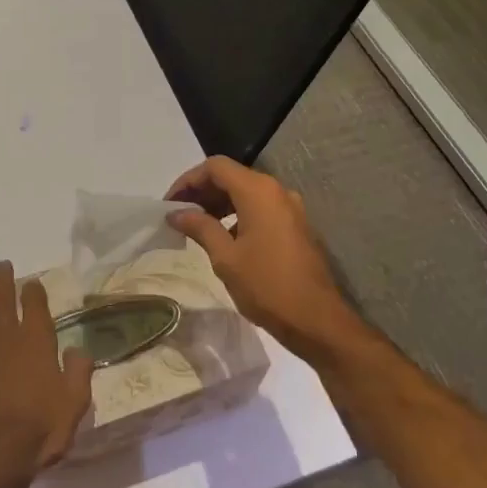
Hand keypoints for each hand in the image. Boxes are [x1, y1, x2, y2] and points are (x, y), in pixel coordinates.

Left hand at [0, 261, 92, 487]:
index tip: (32, 282)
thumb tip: (77, 350)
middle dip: (4, 279)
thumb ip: (78, 372)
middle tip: (2, 264)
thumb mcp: (74, 405)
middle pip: (3, 299)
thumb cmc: (39, 431)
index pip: (35, 305)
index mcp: (36, 342)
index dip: (34, 291)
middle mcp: (6, 337)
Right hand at [166, 157, 366, 365]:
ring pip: (246, 192)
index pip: (215, 167)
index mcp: (258, 191)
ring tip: (196, 226)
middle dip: (202, 191)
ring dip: (219, 203)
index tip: (170, 203)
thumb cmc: (267, 286)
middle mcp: (276, 191)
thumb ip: (199, 227)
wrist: (317, 320)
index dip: (188, 180)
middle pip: (231, 176)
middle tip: (179, 215)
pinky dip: (237, 214)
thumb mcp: (225, 257)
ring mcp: (289, 208)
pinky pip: (260, 208)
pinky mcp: (295, 225)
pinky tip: (223, 237)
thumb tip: (176, 213)